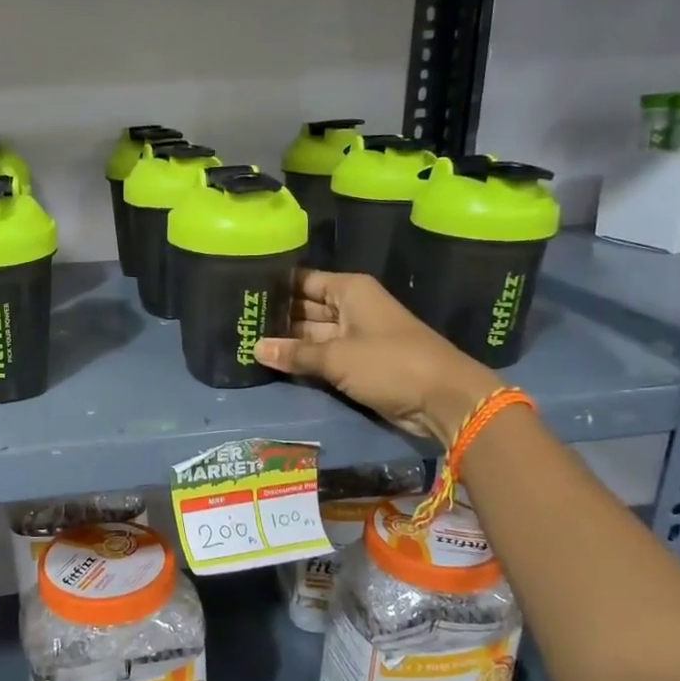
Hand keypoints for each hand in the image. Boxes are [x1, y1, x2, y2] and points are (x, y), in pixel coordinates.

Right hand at [255, 270, 498, 446]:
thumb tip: (255, 348)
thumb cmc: (390, 363)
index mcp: (349, 291)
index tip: (241, 292)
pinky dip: (303, 360)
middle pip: (305, 307)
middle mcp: (351, 307)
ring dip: (286, 342)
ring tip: (245, 342)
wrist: (443, 399)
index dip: (274, 286)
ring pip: (312, 334)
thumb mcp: (337, 357)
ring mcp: (355, 336)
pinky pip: (323, 356)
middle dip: (276, 317)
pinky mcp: (358, 363)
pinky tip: (272, 363)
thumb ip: (295, 353)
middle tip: (236, 322)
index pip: (303, 281)